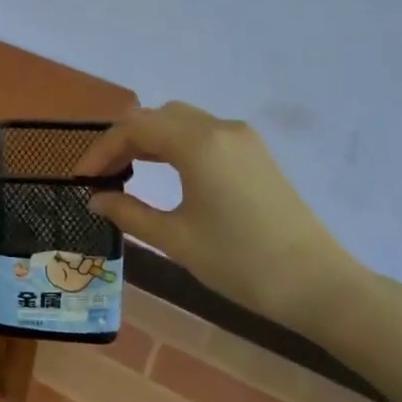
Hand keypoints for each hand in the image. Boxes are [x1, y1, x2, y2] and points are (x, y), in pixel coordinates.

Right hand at [76, 102, 372, 338]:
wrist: (320, 285)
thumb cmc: (241, 263)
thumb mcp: (176, 240)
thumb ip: (130, 212)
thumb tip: (96, 199)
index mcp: (198, 144)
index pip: (134, 129)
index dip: (101, 150)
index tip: (82, 178)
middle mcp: (220, 128)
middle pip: (157, 116)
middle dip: (123, 141)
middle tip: (103, 175)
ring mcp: (243, 138)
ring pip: (181, 120)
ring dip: (149, 139)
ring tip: (127, 172)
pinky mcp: (256, 154)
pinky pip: (203, 133)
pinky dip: (175, 144)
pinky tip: (166, 172)